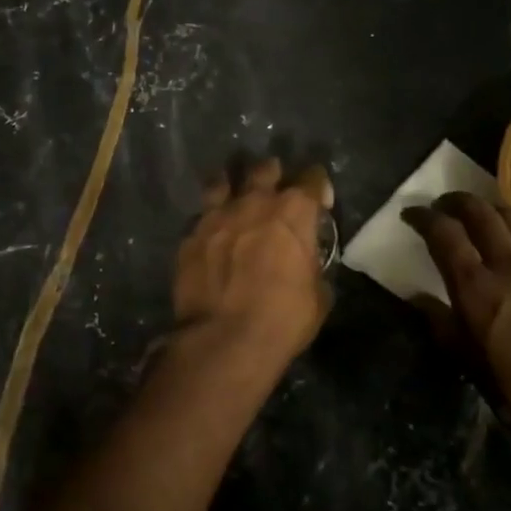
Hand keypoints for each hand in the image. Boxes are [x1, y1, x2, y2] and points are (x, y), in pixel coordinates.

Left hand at [172, 158, 333, 374]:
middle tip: (275, 193)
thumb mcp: (318, 297)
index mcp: (293, 212)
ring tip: (235, 199)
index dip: (319, 187)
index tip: (320, 202)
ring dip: (232, 187)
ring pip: (222, 181)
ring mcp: (217, 216)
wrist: (223, 340)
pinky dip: (209, 222)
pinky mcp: (190, 236)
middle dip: (273, 176)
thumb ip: (312, 267)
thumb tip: (305, 264)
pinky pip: (200, 217)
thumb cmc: (282, 319)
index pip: (312, 179)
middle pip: (265, 169)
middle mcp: (254, 202)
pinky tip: (210, 236)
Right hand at [403, 192, 510, 451]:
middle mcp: (510, 265)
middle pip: (479, 211)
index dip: (423, 217)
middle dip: (455, 201)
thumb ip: (440, 323)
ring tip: (475, 216)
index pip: (444, 233)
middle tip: (441, 207)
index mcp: (478, 288)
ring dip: (486, 208)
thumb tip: (417, 298)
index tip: (410, 215)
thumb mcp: (468, 363)